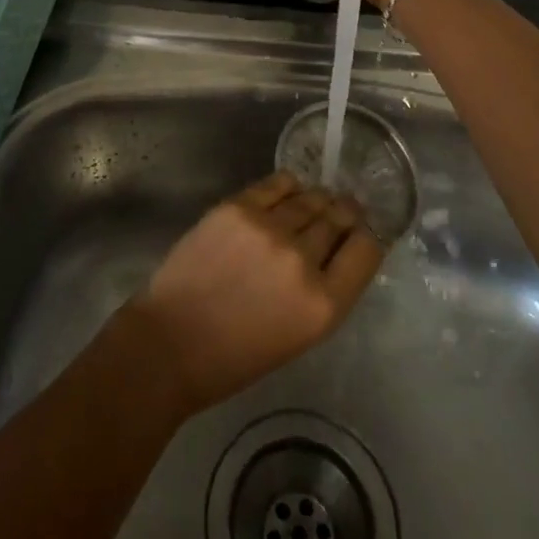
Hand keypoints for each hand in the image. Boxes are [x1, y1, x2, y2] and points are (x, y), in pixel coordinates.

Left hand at [120, 172, 386, 414]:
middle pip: (339, 219)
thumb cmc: (236, 355)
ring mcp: (269, 229)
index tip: (359, 234)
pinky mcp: (238, 207)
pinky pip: (277, 183)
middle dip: (344, 213)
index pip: (366, 251)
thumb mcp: (299, 335)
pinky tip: (290, 188)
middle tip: (343, 209)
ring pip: (310, 198)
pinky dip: (288, 185)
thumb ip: (323, 291)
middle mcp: (302, 261)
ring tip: (317, 199)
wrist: (172, 342)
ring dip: (318, 198)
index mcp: (324, 306)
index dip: (365, 238)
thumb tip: (336, 250)